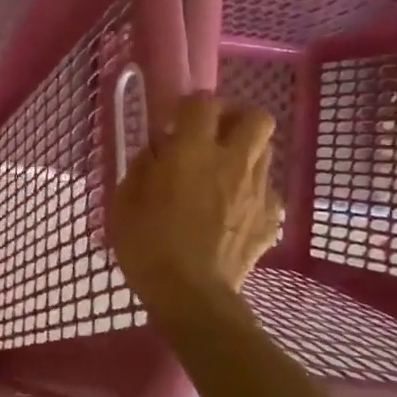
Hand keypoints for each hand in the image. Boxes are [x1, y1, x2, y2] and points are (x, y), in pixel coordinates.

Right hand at [112, 95, 281, 313]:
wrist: (190, 295)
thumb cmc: (147, 244)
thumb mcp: (125, 199)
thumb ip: (144, 165)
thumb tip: (157, 151)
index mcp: (192, 151)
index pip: (203, 102)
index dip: (189, 106)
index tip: (174, 123)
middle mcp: (232, 162)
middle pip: (256, 117)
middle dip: (237, 118)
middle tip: (214, 135)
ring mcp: (258, 191)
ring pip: (265, 152)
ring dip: (245, 154)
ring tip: (222, 174)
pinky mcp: (271, 219)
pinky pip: (267, 192)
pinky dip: (251, 193)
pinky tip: (232, 211)